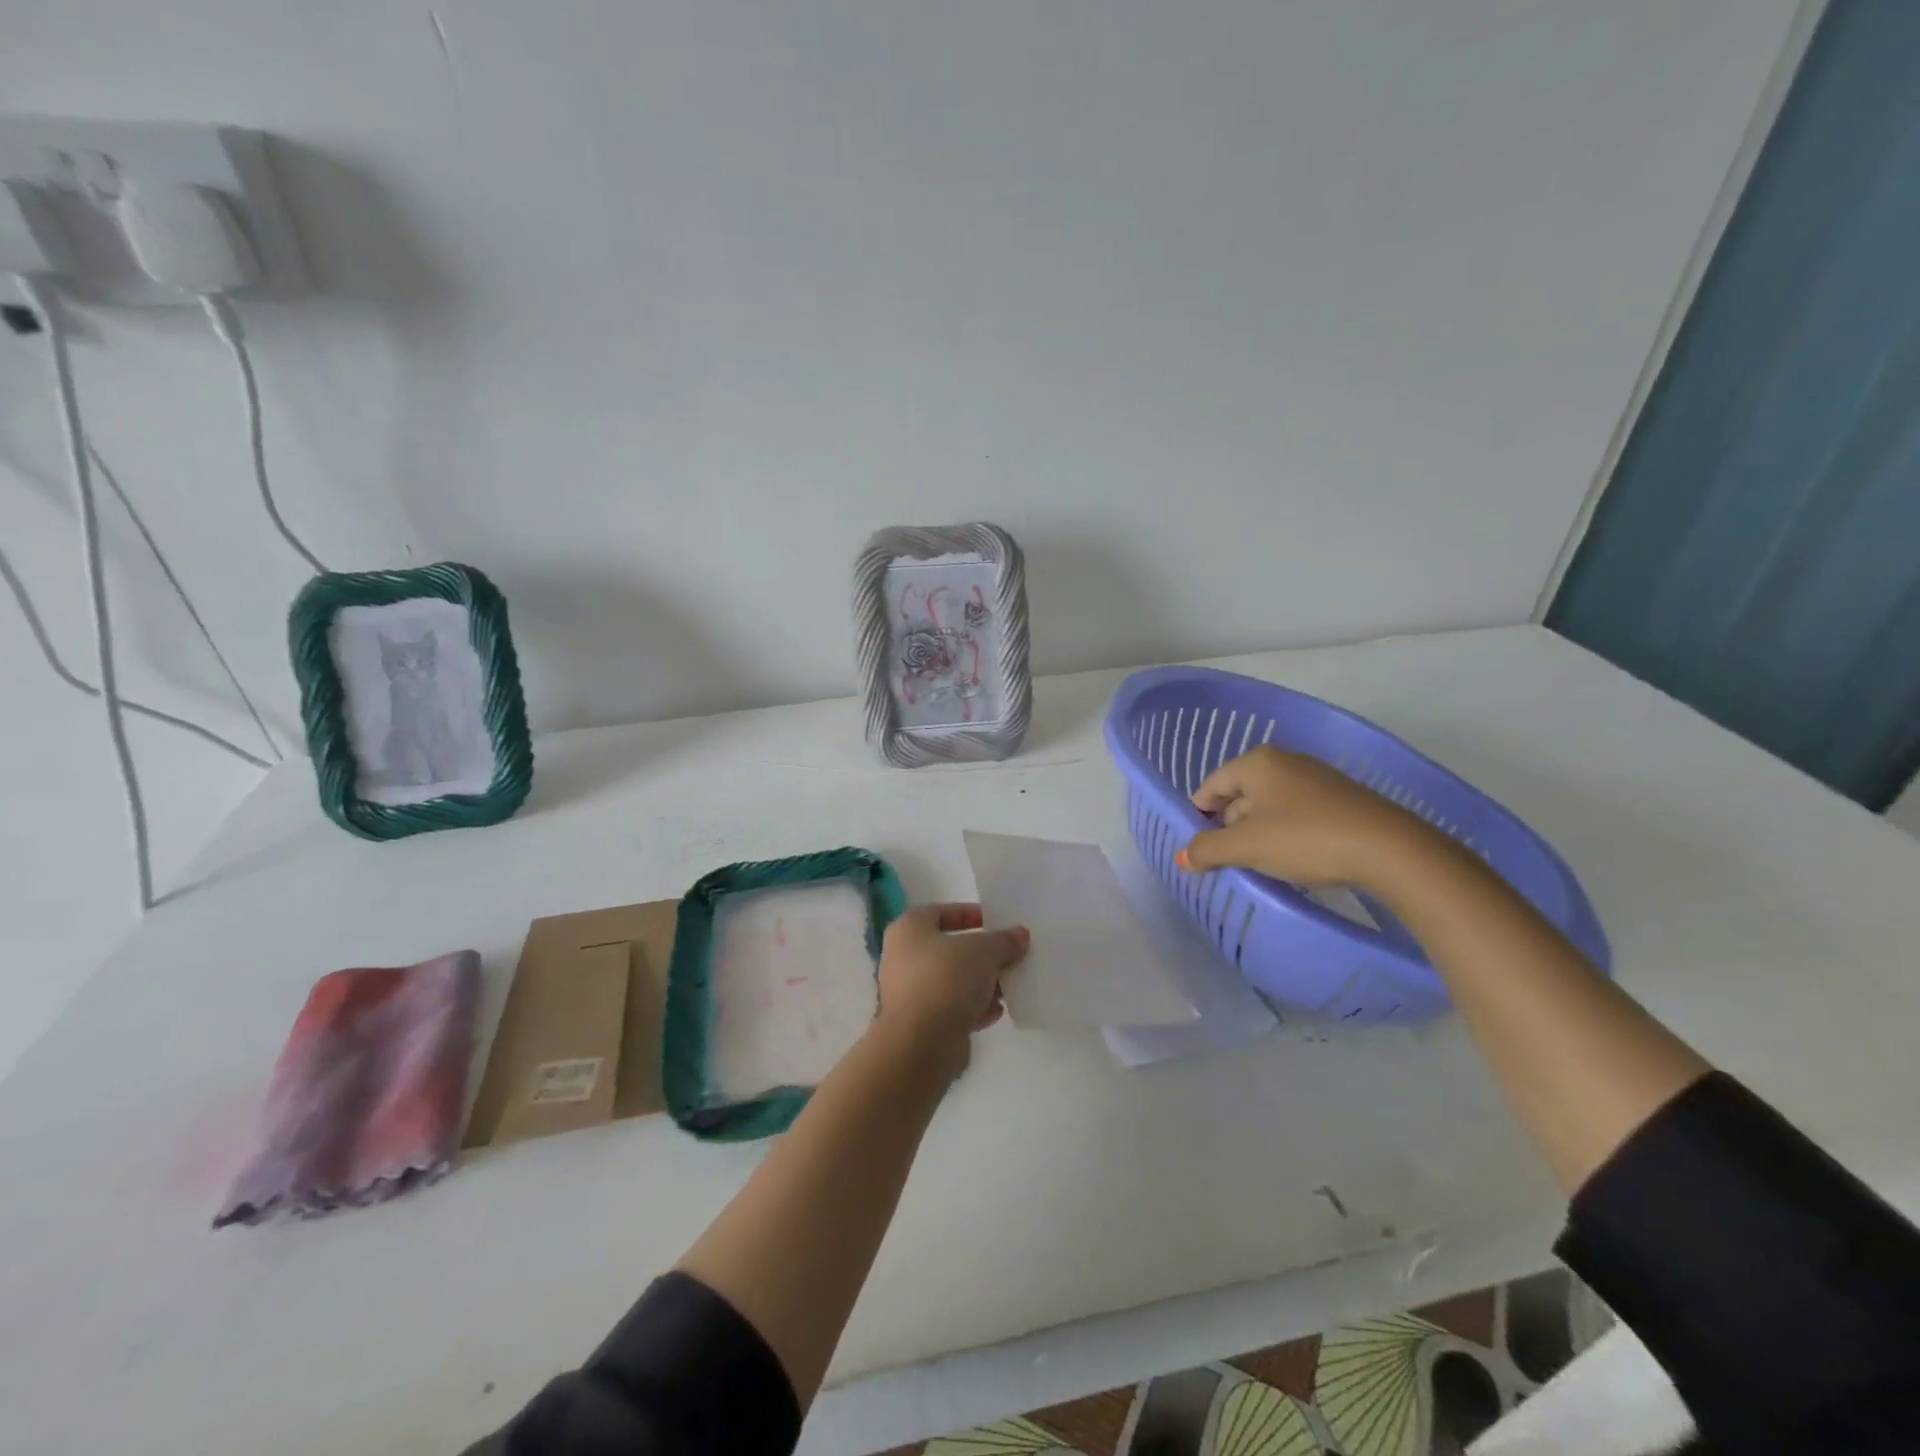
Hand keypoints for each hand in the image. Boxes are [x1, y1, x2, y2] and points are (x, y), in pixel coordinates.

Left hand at [874, 904, 1028, 1068]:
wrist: (921, 1042)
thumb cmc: (947, 979)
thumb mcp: (984, 951)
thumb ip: (1003, 940)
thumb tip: (1020, 935)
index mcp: (908, 929)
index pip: (939, 912)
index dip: (968, 913)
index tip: (994, 922)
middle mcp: (902, 958)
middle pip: (948, 949)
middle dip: (980, 954)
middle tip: (1007, 956)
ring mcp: (908, 994)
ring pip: (951, 982)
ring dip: (980, 984)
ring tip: (1009, 986)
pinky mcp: (919, 1025)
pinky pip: (950, 1009)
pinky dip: (972, 1009)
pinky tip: (996, 1012)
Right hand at [1178, 746, 1433, 887]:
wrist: (1388, 849)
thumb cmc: (1304, 838)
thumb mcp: (1246, 847)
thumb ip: (1207, 849)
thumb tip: (1182, 856)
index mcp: (1257, 763)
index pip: (1211, 786)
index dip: (1198, 816)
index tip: (1197, 846)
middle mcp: (1285, 761)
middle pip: (1240, 795)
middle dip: (1229, 827)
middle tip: (1227, 859)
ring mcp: (1316, 778)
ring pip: (1270, 805)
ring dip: (1258, 833)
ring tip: (1259, 864)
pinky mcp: (1340, 799)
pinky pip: (1297, 813)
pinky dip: (1286, 833)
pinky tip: (1293, 859)